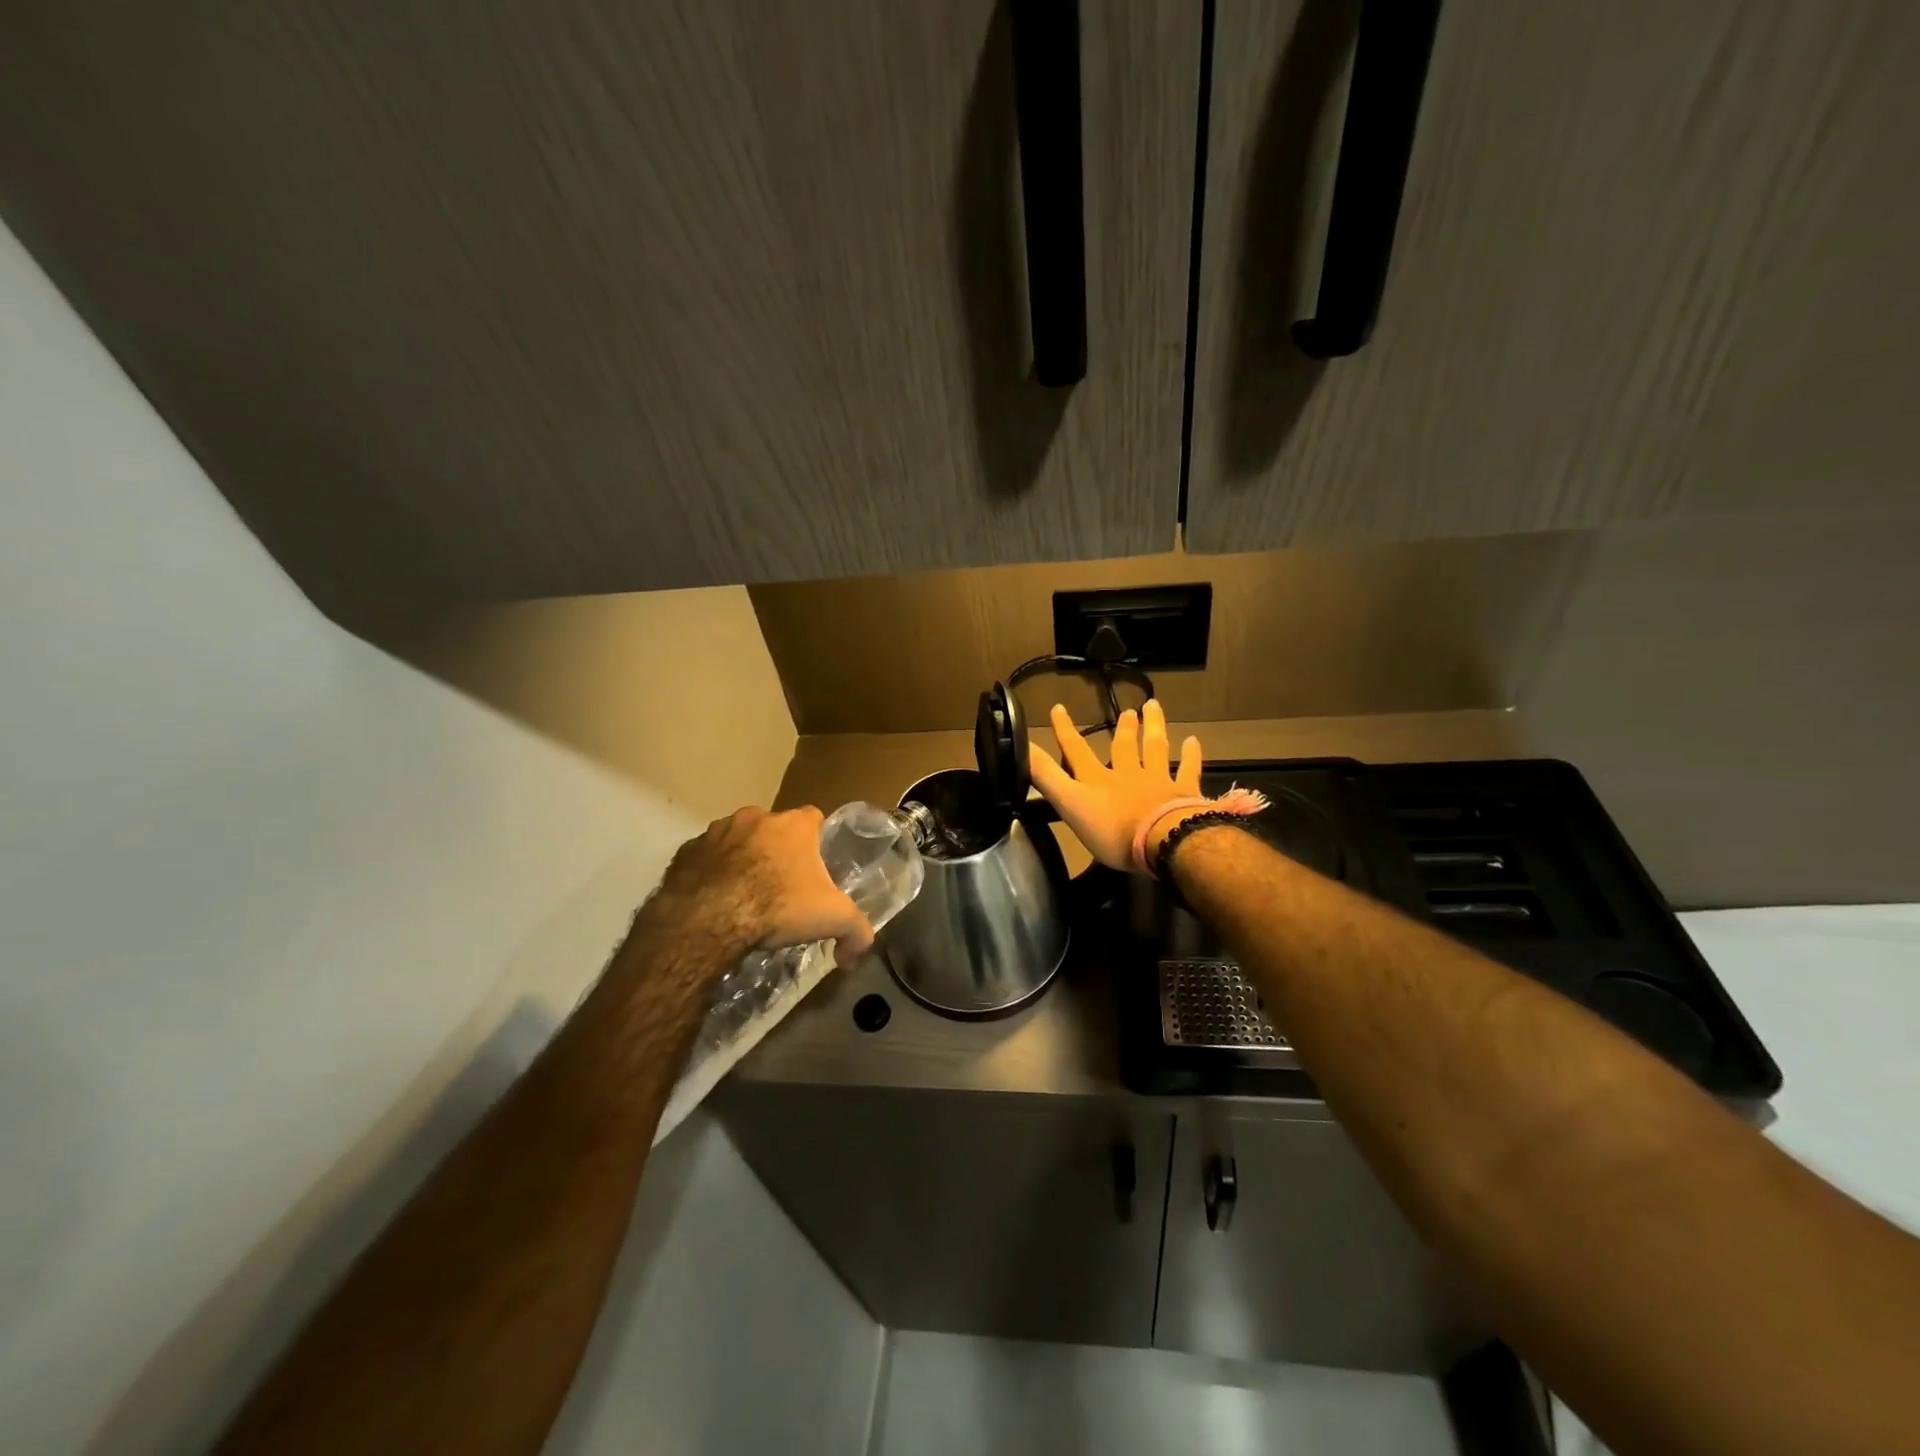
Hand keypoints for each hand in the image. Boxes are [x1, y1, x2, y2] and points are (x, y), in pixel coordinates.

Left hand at [658, 806, 875, 967]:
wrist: (709, 918)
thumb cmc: (778, 906)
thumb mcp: (833, 920)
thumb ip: (857, 932)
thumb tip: (857, 955)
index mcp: (794, 825)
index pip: (814, 818)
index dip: (816, 840)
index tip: (814, 866)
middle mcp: (756, 817)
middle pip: (774, 828)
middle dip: (777, 851)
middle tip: (780, 885)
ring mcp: (717, 831)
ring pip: (737, 840)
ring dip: (742, 859)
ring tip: (744, 895)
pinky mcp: (687, 851)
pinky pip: (706, 858)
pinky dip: (711, 872)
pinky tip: (715, 900)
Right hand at [1028, 700, 1202, 870]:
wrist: (1163, 840)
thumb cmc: (1112, 829)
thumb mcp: (1069, 803)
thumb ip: (1046, 777)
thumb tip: (1021, 746)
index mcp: (1097, 780)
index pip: (1076, 751)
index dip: (1065, 730)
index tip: (1058, 708)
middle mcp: (1127, 773)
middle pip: (1124, 746)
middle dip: (1123, 727)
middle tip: (1128, 711)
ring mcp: (1157, 781)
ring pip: (1155, 749)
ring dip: (1153, 728)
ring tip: (1153, 708)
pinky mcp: (1183, 793)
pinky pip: (1187, 770)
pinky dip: (1190, 755)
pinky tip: (1193, 741)